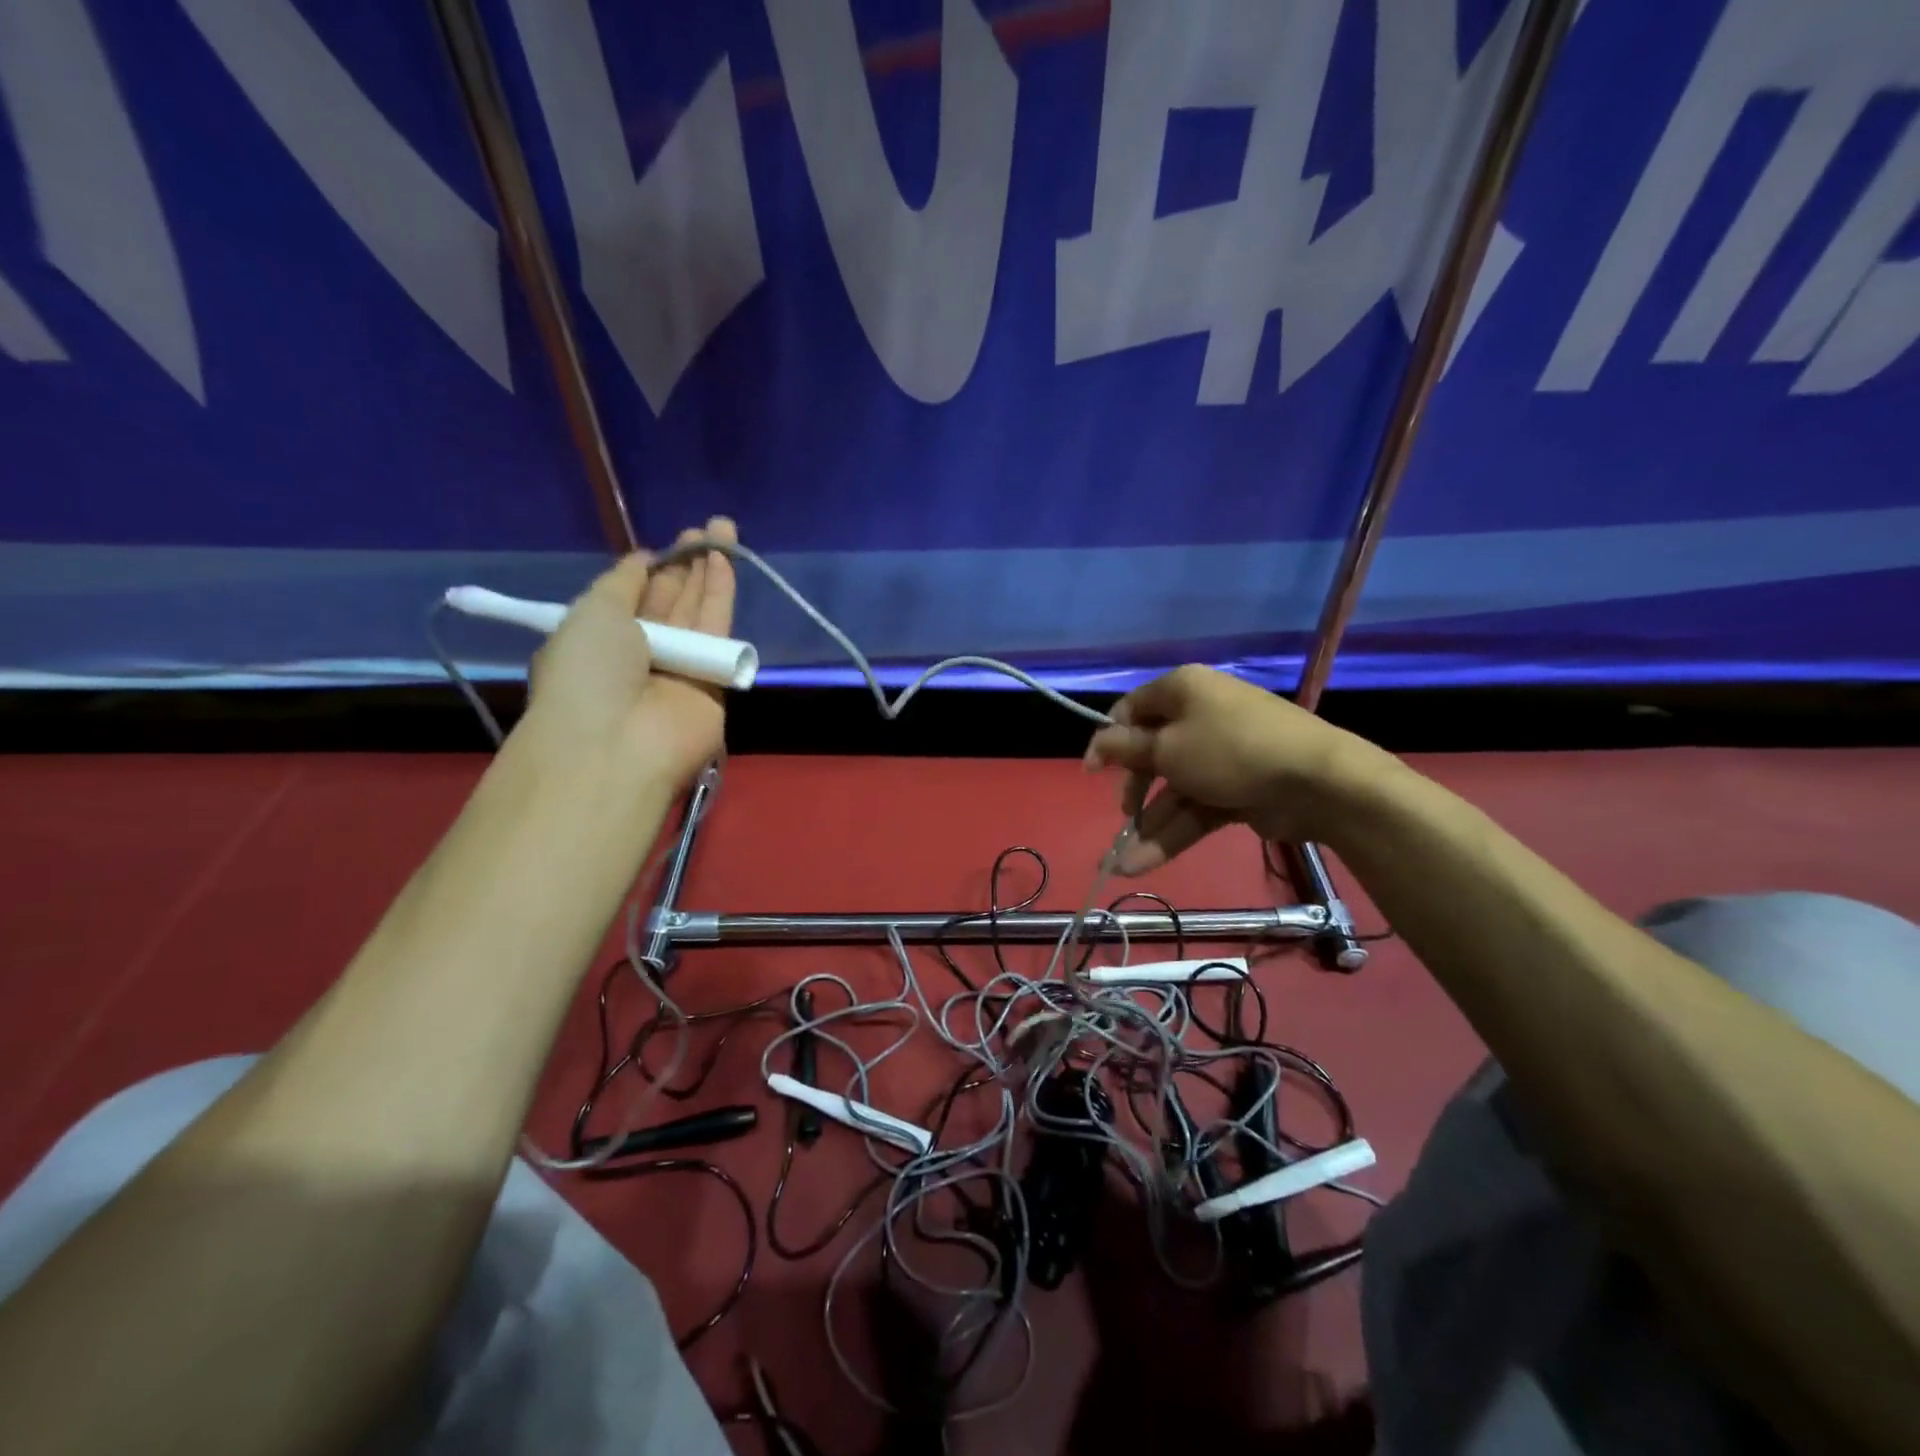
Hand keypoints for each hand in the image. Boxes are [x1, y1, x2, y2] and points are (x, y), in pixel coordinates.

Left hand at [520, 517, 737, 790]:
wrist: (618, 742)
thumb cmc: (588, 673)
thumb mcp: (591, 612)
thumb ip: (621, 582)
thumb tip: (643, 559)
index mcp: (603, 641)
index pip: (633, 598)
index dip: (652, 570)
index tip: (667, 545)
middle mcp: (643, 654)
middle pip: (671, 603)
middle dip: (686, 565)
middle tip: (703, 527)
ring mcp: (680, 668)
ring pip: (699, 612)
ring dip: (709, 571)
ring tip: (722, 528)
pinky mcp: (715, 680)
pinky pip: (719, 630)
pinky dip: (721, 594)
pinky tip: (726, 560)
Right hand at [1082, 665, 1382, 874]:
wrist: (1317, 782)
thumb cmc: (1229, 751)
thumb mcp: (1167, 749)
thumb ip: (1125, 749)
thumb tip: (1096, 743)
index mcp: (1183, 691)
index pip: (1133, 710)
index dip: (1108, 741)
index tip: (1092, 772)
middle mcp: (1200, 717)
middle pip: (1153, 753)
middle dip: (1134, 789)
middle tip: (1124, 814)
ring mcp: (1221, 755)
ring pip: (1174, 789)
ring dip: (1150, 824)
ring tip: (1122, 863)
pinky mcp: (1237, 788)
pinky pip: (1197, 807)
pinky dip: (1173, 833)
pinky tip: (1144, 863)